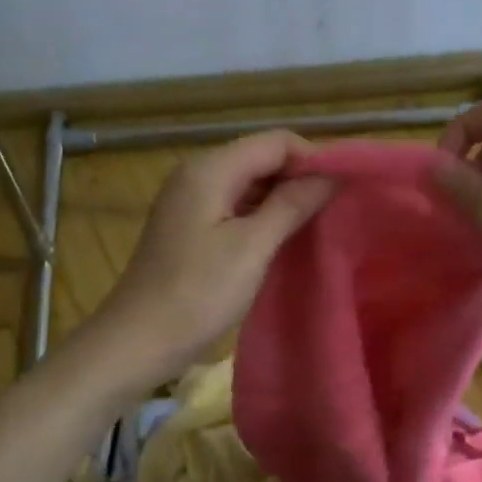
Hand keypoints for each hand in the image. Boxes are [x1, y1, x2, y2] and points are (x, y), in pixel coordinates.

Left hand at [91, 131, 334, 387]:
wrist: (139, 340)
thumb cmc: (198, 294)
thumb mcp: (252, 247)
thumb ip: (291, 205)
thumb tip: (329, 176)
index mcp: (210, 169)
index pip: (276, 142)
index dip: (313, 159)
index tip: (343, 191)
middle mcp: (197, 174)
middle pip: (261, 158)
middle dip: (300, 178)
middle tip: (334, 211)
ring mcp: (189, 201)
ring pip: (249, 184)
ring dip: (282, 199)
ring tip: (316, 226)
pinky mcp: (189, 227)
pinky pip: (234, 206)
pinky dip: (261, 216)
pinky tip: (282, 240)